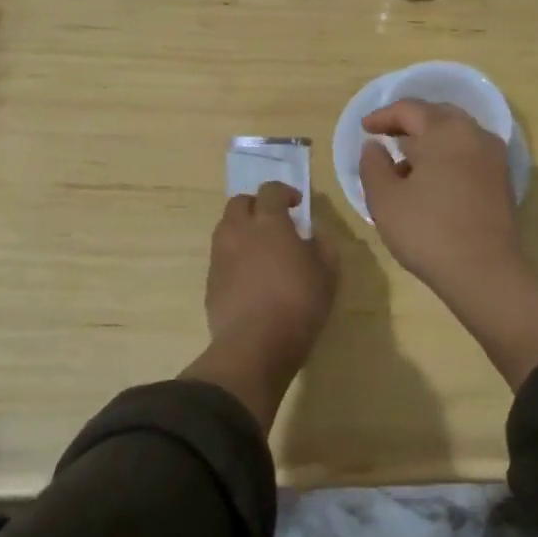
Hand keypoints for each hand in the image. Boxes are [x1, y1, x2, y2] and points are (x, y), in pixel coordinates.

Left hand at [190, 182, 337, 428]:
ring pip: (226, 229)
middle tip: (274, 221)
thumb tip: (314, 236)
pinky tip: (250, 277)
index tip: (296, 204)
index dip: (284, 192)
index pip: (270, 190)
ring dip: (243, 230)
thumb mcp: (327, 274)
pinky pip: (221, 257)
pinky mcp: (210, 282)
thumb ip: (322, 247)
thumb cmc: (298, 304)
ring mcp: (220, 256)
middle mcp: (238, 231)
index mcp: (268, 223)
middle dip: (256, 206)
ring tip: (261, 249)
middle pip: (239, 203)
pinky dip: (235, 257)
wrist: (254, 345)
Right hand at [358, 100, 521, 301]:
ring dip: (430, 140)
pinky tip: (432, 180)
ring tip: (405, 163)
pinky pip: (470, 152)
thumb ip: (373, 165)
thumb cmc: (428, 231)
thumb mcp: (385, 199)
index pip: (409, 109)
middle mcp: (474, 134)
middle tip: (386, 136)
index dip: (383, 116)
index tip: (365, 129)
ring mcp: (493, 156)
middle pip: (437, 115)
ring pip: (456, 133)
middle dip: (409, 122)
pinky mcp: (502, 179)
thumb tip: (374, 146)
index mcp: (444, 131)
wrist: (486, 272)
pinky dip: (448, 155)